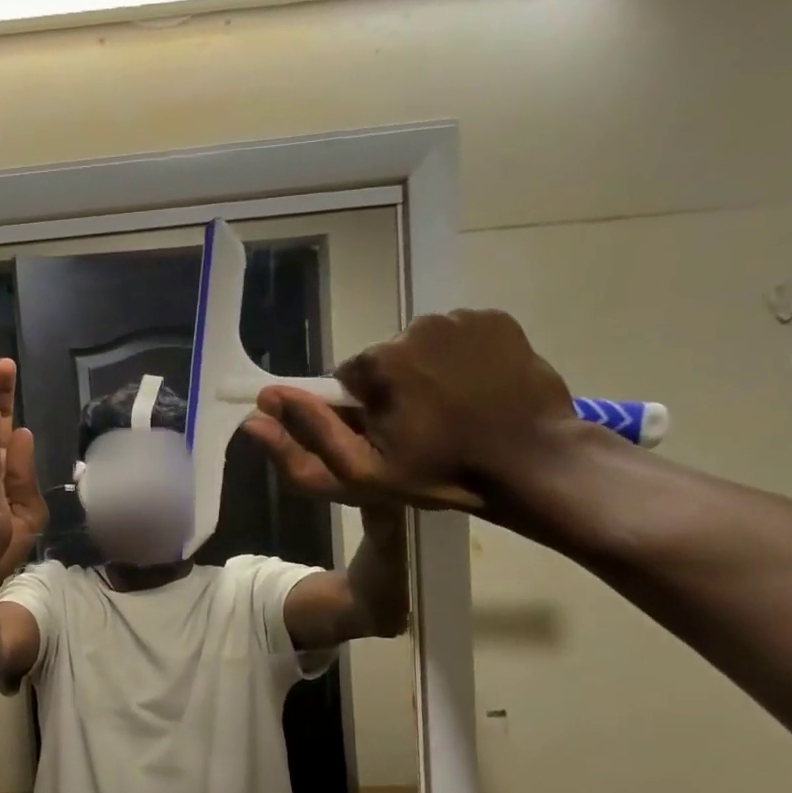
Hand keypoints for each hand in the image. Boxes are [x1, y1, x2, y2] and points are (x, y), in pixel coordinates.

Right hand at [242, 309, 577, 515]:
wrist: (531, 463)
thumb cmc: (441, 474)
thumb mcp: (361, 473)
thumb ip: (307, 438)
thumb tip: (260, 407)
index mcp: (378, 363)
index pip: (347, 379)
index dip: (360, 411)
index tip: (387, 437)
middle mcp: (414, 327)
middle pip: (385, 360)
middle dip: (393, 389)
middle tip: (422, 429)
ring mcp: (461, 319)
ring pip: (422, 347)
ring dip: (427, 374)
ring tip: (454, 411)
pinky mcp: (496, 319)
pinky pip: (459, 336)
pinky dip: (462, 359)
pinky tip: (479, 391)